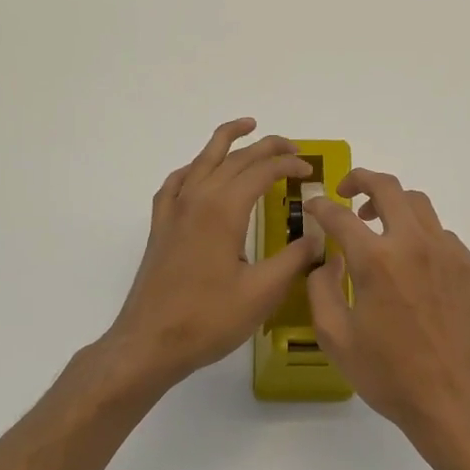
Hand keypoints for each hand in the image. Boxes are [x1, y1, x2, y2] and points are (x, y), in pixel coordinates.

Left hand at [104, 119, 321, 392]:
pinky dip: (194, 168)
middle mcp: (197, 199)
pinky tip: (200, 173)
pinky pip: (177, 182)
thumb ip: (295, 259)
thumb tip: (320, 236)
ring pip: (202, 160)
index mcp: (224, 210)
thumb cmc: (208, 319)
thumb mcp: (262, 292)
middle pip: (235, 158)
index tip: (310, 170)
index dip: (289, 165)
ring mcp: (174, 210)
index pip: (262, 171)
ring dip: (227, 140)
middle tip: (293, 147)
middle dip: (267, 147)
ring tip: (247, 127)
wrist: (149, 342)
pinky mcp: (161, 226)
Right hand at [305, 169, 469, 454]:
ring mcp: (449, 252)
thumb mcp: (336, 338)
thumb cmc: (389, 375)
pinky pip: (441, 235)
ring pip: (419, 205)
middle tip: (347, 193)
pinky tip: (412, 265)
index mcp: (376, 260)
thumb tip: (327, 260)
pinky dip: (420, 236)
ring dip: (393, 204)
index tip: (314, 207)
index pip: (340, 216)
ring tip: (378, 226)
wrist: (455, 400)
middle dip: (361, 179)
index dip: (321, 206)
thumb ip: (322, 289)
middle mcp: (415, 244)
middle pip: (388, 187)